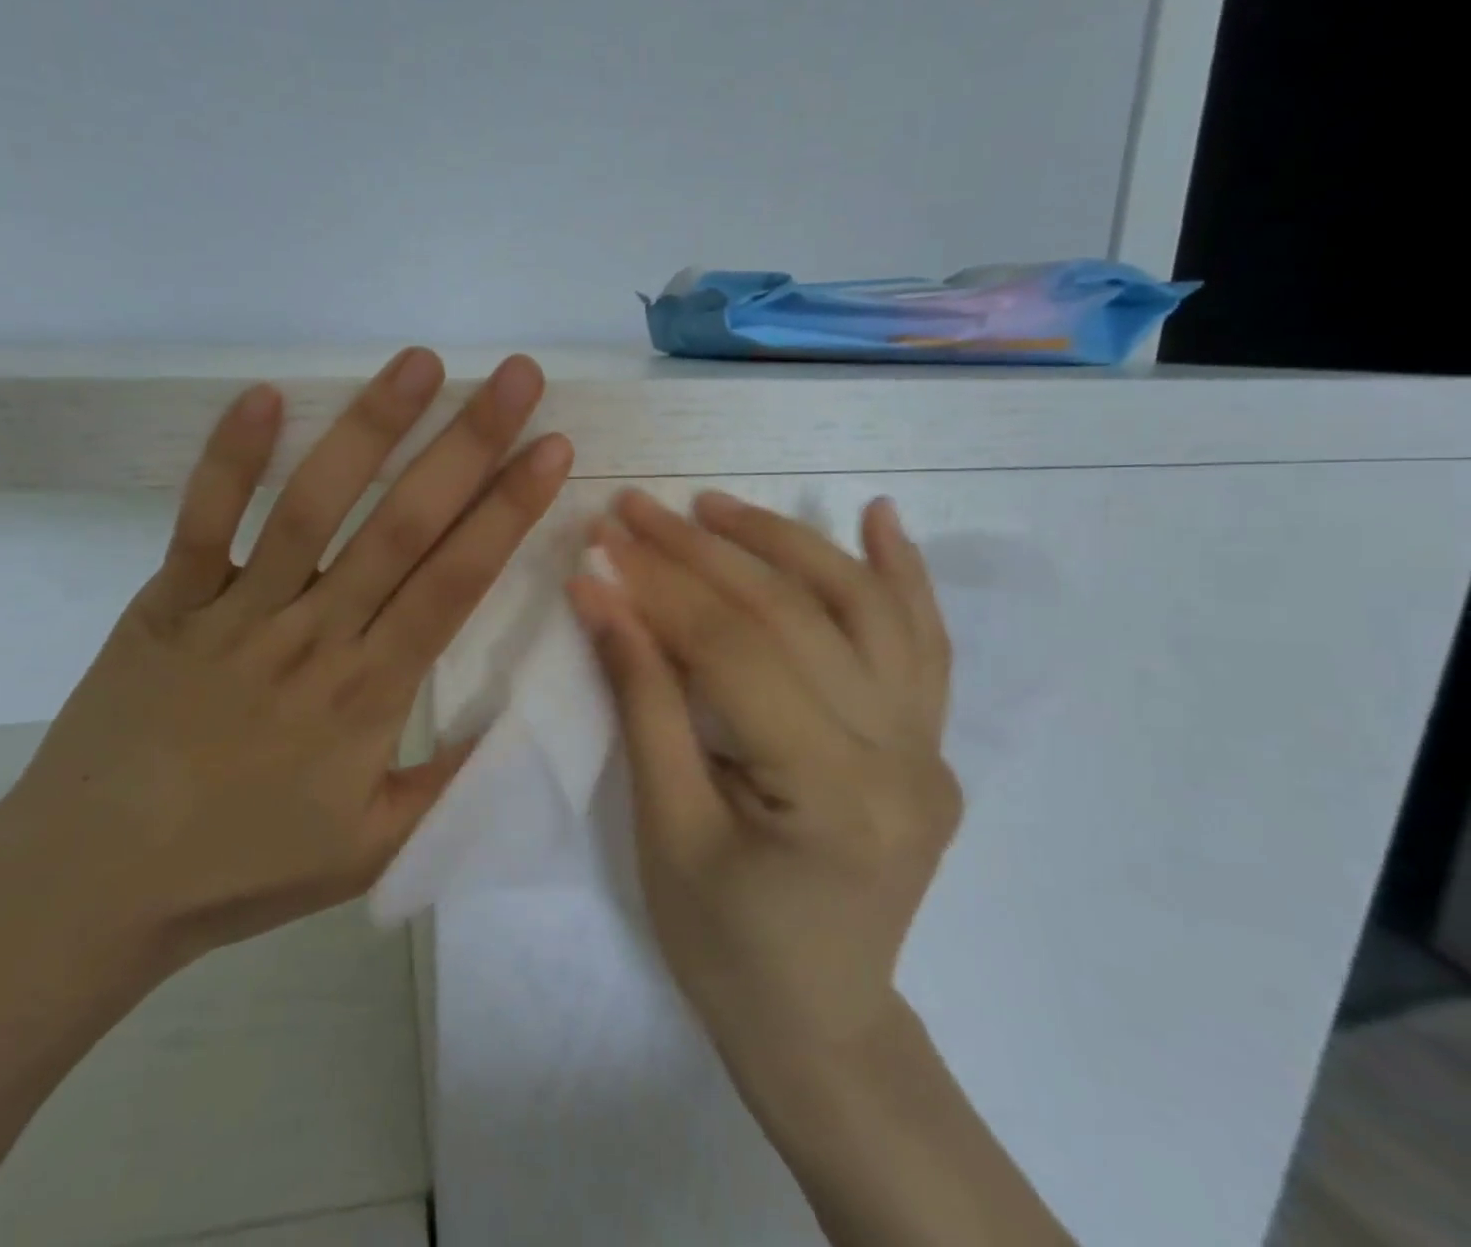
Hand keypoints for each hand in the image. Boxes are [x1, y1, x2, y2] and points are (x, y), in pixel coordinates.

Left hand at [0, 348, 572, 983]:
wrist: (91, 887)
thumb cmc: (242, 868)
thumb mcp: (372, 850)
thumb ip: (449, 785)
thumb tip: (519, 720)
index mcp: (370, 693)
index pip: (456, 581)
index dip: (508, 510)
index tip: (552, 448)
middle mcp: (314, 636)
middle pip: (404, 525)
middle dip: (468, 444)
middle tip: (516, 376)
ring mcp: (236, 612)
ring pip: (314, 506)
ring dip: (371, 428)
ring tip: (420, 362)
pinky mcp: (168, 602)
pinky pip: (203, 521)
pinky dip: (231, 458)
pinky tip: (265, 394)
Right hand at [568, 488, 958, 1063]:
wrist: (817, 1022)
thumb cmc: (723, 943)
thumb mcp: (665, 826)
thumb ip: (642, 698)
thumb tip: (599, 593)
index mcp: (833, 795)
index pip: (734, 653)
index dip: (659, 591)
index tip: (599, 544)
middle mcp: (901, 758)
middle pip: (793, 617)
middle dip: (702, 554)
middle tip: (637, 510)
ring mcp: (929, 747)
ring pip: (863, 608)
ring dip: (786, 543)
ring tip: (716, 507)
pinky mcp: (930, 743)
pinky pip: (923, 642)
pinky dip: (900, 572)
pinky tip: (877, 515)